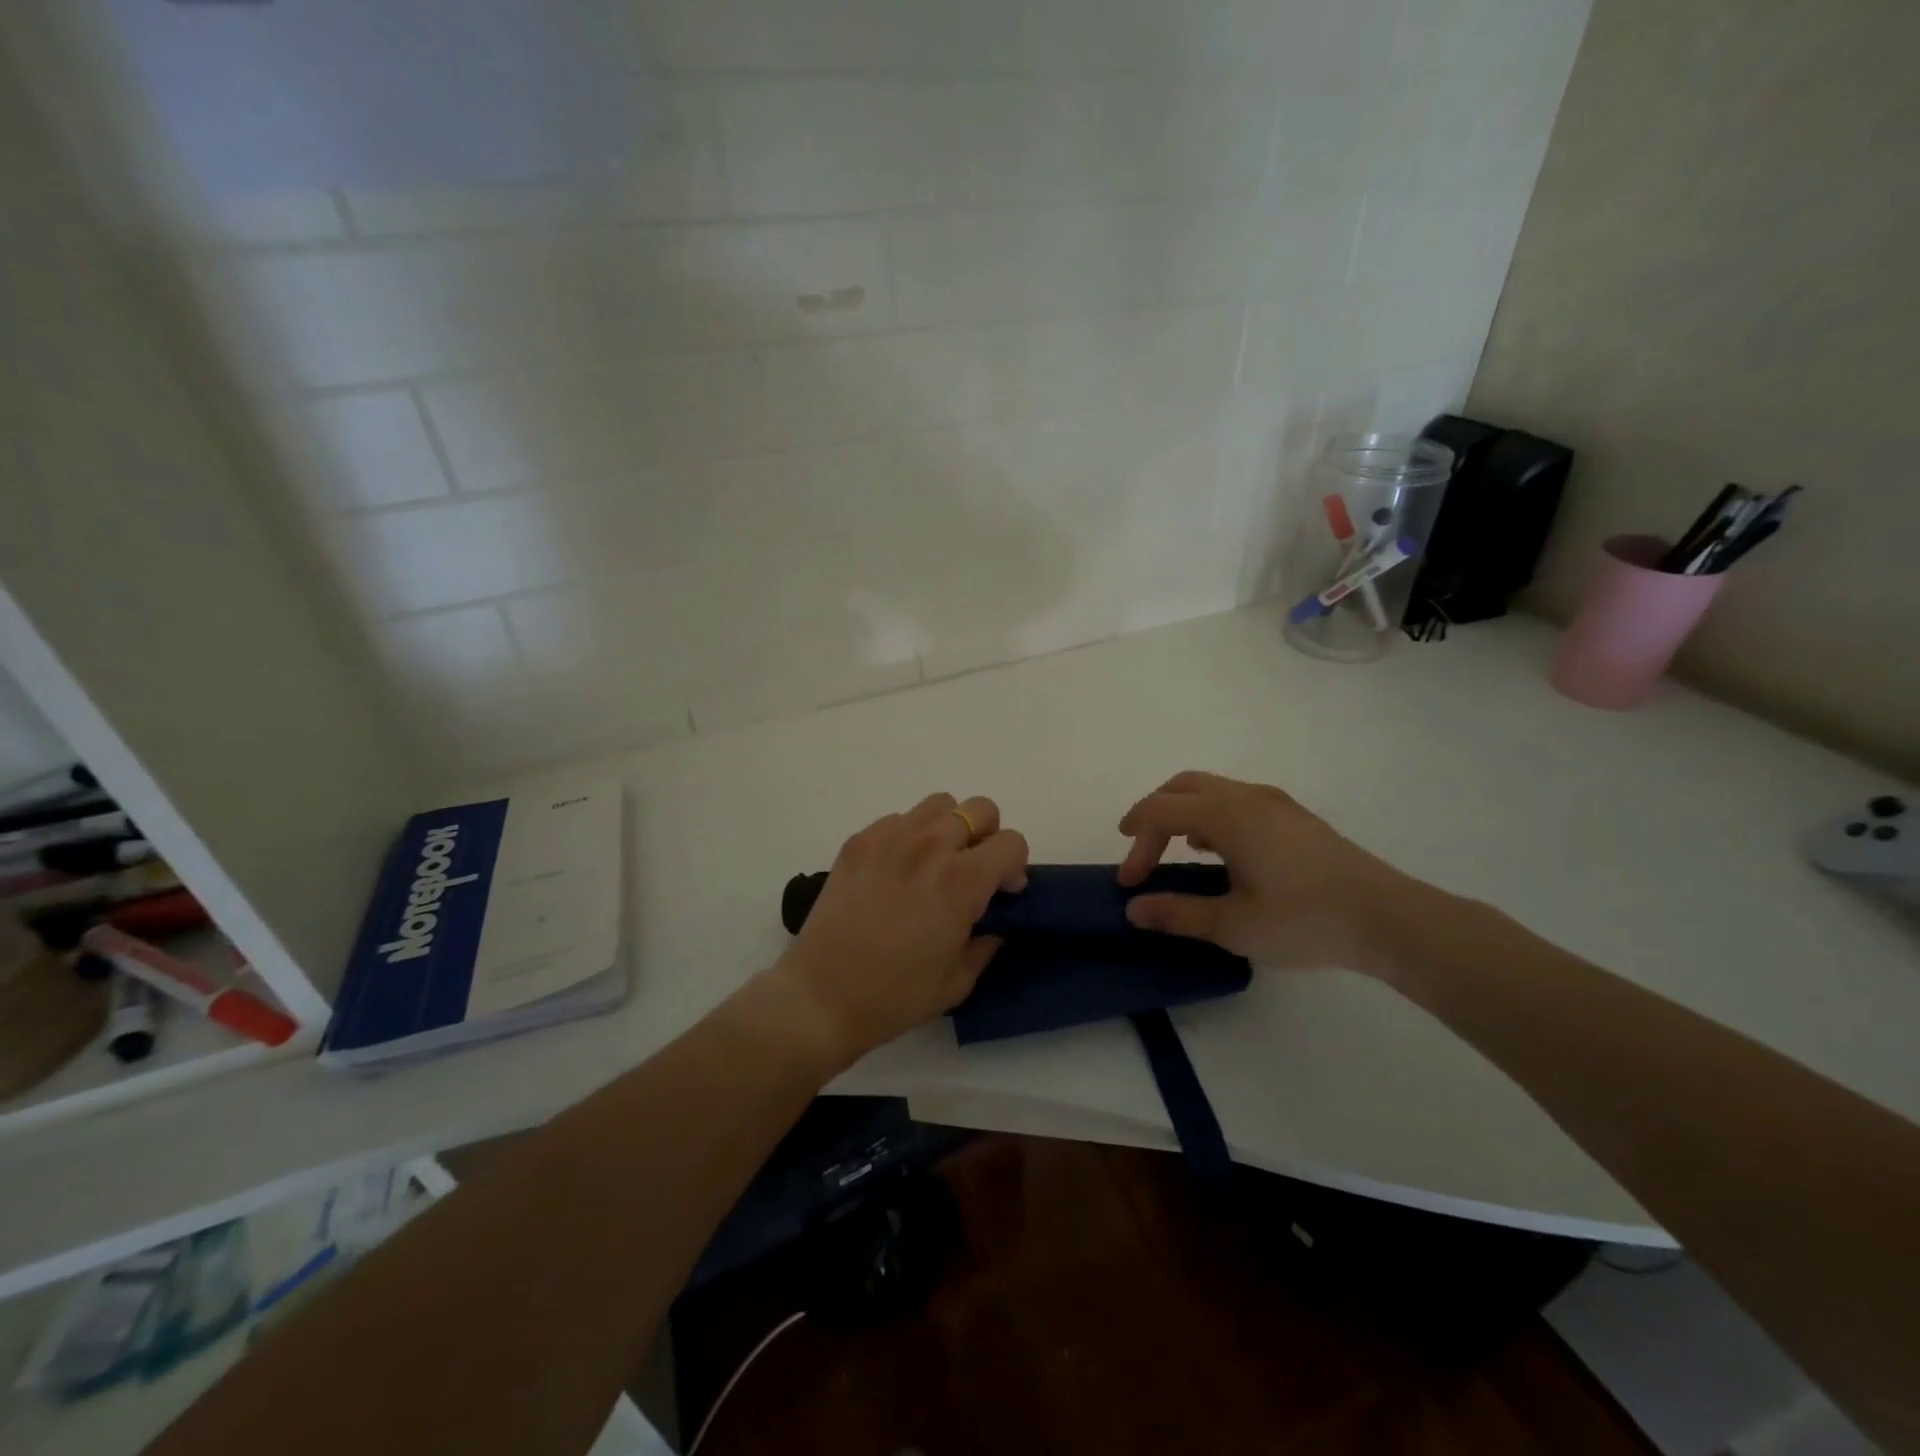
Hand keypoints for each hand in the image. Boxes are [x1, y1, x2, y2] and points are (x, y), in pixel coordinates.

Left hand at [770, 793, 1028, 1070]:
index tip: (1001, 893)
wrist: (821, 996)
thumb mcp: (958, 981)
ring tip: (934, 864)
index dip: (1015, 867)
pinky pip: (898, 819)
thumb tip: (993, 923)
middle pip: (980, 809)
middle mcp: (930, 846)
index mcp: (962, 880)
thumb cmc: (896, 996)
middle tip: (972, 872)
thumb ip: (986, 943)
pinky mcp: (859, 841)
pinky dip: (909, 836)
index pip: (1012, 842)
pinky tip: (897, 871)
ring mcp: (890, 838)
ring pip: (939, 804)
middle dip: (987, 837)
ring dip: (949, 828)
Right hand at [1117, 771, 1423, 974]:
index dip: (1136, 842)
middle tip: (1139, 849)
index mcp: (1227, 814)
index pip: (1160, 811)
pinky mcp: (1295, 817)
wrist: (1389, 919)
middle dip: (1153, 814)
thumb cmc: (1305, 920)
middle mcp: (1247, 796)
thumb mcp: (1233, 925)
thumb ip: (1177, 913)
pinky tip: (1219, 851)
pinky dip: (1211, 815)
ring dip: (1183, 812)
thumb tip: (1134, 908)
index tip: (1130, 882)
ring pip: (1212, 789)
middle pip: (1182, 786)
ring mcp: (1275, 803)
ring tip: (1174, 850)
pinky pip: (1237, 800)